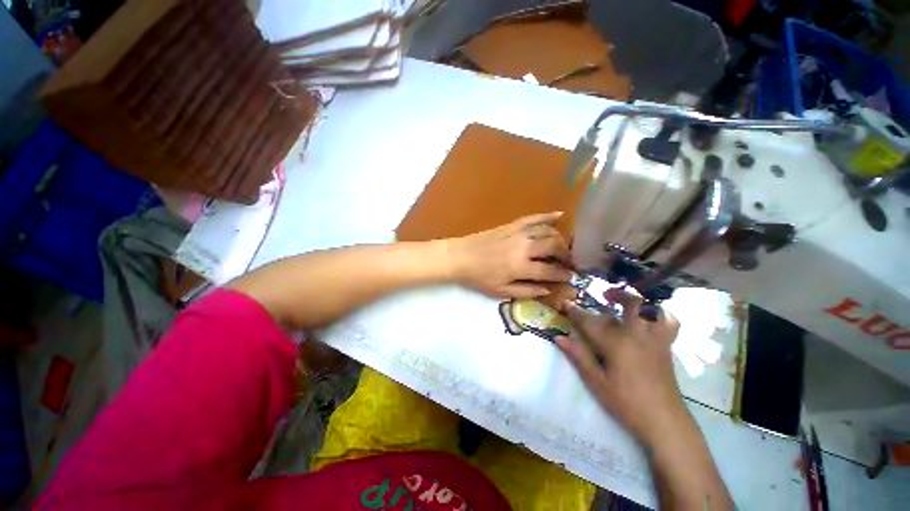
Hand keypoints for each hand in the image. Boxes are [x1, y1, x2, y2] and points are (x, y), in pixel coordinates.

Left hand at [446, 212, 573, 298]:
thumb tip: (548, 289)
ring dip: (560, 239)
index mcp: (520, 267)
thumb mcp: (501, 291)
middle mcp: (524, 247)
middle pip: (554, 247)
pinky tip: (560, 215)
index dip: (563, 275)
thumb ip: (526, 291)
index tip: (571, 277)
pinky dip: (547, 216)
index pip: (550, 271)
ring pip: (548, 231)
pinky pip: (533, 218)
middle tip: (569, 262)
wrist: (460, 257)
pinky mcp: (511, 225)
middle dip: (566, 255)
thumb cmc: (479, 277)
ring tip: (563, 247)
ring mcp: (518, 233)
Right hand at [556, 290, 684, 443]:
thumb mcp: (597, 383)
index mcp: (616, 343)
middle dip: (615, 294)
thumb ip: (579, 357)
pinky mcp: (666, 347)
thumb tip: (559, 337)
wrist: (664, 422)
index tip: (565, 303)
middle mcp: (637, 335)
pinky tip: (650, 317)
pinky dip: (660, 314)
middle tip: (603, 294)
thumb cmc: (627, 403)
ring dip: (640, 300)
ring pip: (651, 309)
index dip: (576, 311)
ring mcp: (655, 339)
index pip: (591, 321)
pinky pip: (668, 323)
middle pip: (629, 304)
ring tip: (628, 301)